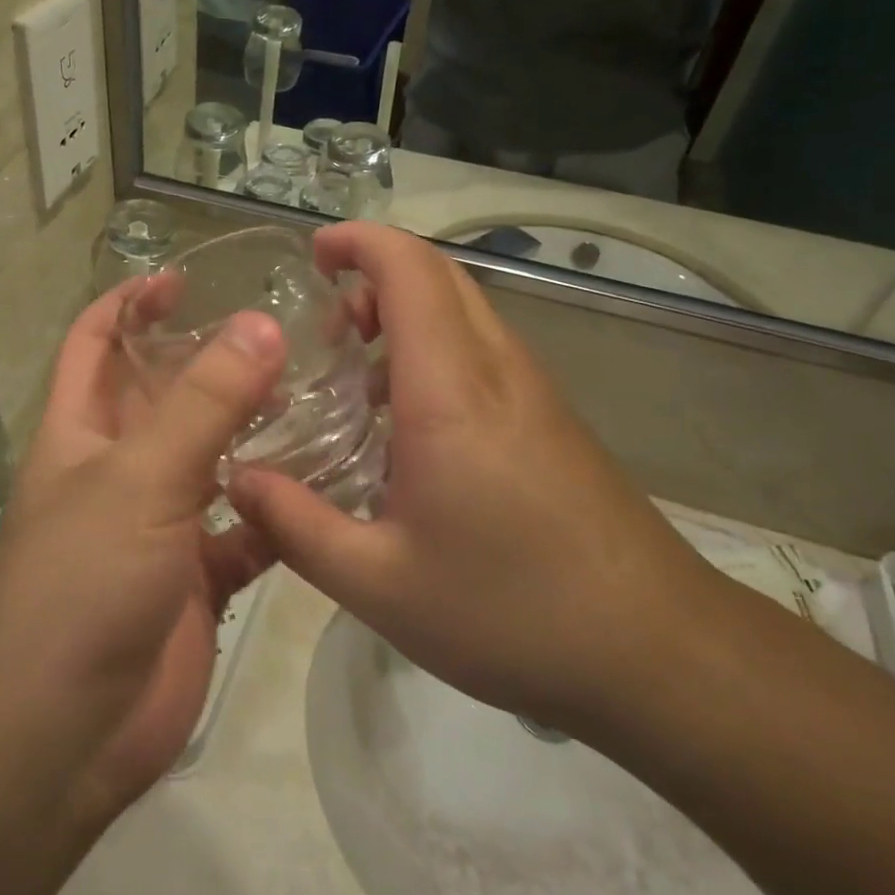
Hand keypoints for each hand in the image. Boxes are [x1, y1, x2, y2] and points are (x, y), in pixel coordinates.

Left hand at [0, 285, 283, 814]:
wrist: (63, 737)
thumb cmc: (82, 586)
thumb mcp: (140, 480)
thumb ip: (203, 403)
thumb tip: (260, 324)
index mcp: (82, 432)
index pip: (96, 342)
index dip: (130, 303)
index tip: (184, 277)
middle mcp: (119, 468)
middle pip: (166, 395)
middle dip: (212, 361)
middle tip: (284, 332)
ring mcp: (161, 524)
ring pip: (215, 458)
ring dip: (258, 431)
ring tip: (322, 394)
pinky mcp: (199, 576)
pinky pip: (247, 526)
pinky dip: (280, 509)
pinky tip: (331, 485)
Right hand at [228, 223, 716, 731]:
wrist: (659, 653)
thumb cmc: (512, 613)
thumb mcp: (379, 583)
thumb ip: (296, 525)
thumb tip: (236, 479)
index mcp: (451, 391)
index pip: (409, 269)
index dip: (359, 241)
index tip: (313, 254)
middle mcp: (497, 370)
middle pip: (440, 274)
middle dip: (376, 272)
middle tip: (324, 323)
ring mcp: (534, 391)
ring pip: (465, 310)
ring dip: (406, 312)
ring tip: (355, 371)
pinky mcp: (552, 419)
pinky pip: (484, 350)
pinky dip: (434, 349)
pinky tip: (406, 425)